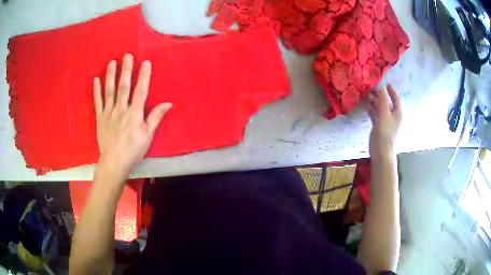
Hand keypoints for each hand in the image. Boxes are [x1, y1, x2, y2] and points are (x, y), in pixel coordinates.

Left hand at [93, 53, 171, 176]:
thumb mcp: (148, 135)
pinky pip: (98, 102)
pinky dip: (96, 90)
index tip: (145, 62)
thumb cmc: (133, 150)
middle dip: (126, 70)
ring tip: (111, 62)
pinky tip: (96, 79)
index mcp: (134, 114)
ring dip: (110, 76)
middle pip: (124, 87)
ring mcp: (109, 113)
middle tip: (126, 55)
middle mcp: (121, 109)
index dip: (143, 76)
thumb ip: (156, 117)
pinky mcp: (100, 118)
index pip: (140, 91)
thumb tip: (168, 103)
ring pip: (110, 91)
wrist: (114, 162)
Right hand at [364, 84, 401, 159]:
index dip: (391, 89)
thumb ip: (383, 100)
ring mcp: (386, 120)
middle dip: (380, 94)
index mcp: (398, 112)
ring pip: (380, 107)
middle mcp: (393, 115)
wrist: (381, 151)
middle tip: (371, 87)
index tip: (384, 81)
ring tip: (366, 94)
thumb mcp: (384, 114)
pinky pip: (375, 114)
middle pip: (387, 101)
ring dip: (374, 101)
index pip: (396, 97)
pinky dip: (371, 109)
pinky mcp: (379, 125)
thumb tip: (381, 86)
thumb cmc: (386, 132)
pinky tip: (366, 105)